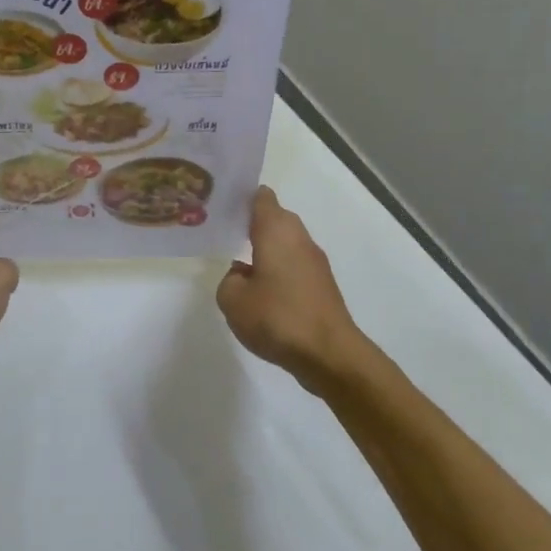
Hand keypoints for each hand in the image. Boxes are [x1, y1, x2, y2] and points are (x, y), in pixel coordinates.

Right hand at [217, 187, 367, 388]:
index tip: (222, 205)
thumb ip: (229, 280)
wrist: (328, 353)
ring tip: (239, 266)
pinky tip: (262, 292)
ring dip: (265, 250)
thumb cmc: (277, 317)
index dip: (241, 197)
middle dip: (251, 224)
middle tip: (223, 234)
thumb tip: (242, 274)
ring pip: (285, 244)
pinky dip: (278, 271)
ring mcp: (314, 261)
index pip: (261, 197)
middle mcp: (298, 238)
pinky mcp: (322, 284)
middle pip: (274, 219)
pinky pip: (294, 266)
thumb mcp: (233, 300)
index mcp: (276, 230)